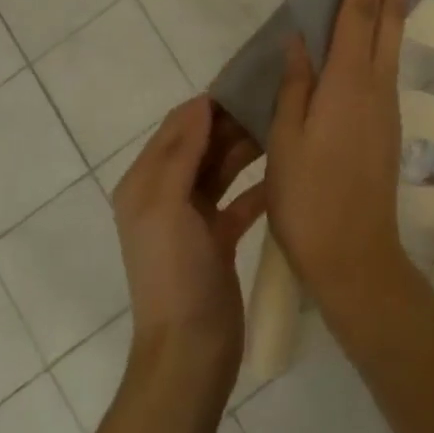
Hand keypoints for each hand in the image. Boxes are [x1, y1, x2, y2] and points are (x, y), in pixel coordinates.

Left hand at [112, 96, 266, 391]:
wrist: (190, 351)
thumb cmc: (175, 273)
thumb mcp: (167, 206)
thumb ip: (180, 152)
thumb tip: (201, 102)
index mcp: (146, 183)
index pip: (178, 126)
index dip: (210, 103)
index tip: (251, 81)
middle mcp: (166, 194)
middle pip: (202, 144)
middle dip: (234, 122)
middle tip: (278, 101)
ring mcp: (193, 218)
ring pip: (222, 168)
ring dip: (248, 149)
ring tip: (287, 126)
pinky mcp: (218, 238)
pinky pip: (240, 199)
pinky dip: (259, 185)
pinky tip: (287, 173)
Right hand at [265, 0, 412, 313]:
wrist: (355, 256)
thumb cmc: (309, 199)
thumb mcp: (286, 140)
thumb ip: (296, 84)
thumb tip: (302, 38)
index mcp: (348, 84)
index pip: (361, 13)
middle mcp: (375, 87)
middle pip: (387, 22)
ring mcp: (386, 108)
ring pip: (389, 44)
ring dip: (389, 7)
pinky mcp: (386, 126)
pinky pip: (383, 68)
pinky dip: (379, 40)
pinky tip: (365, 40)